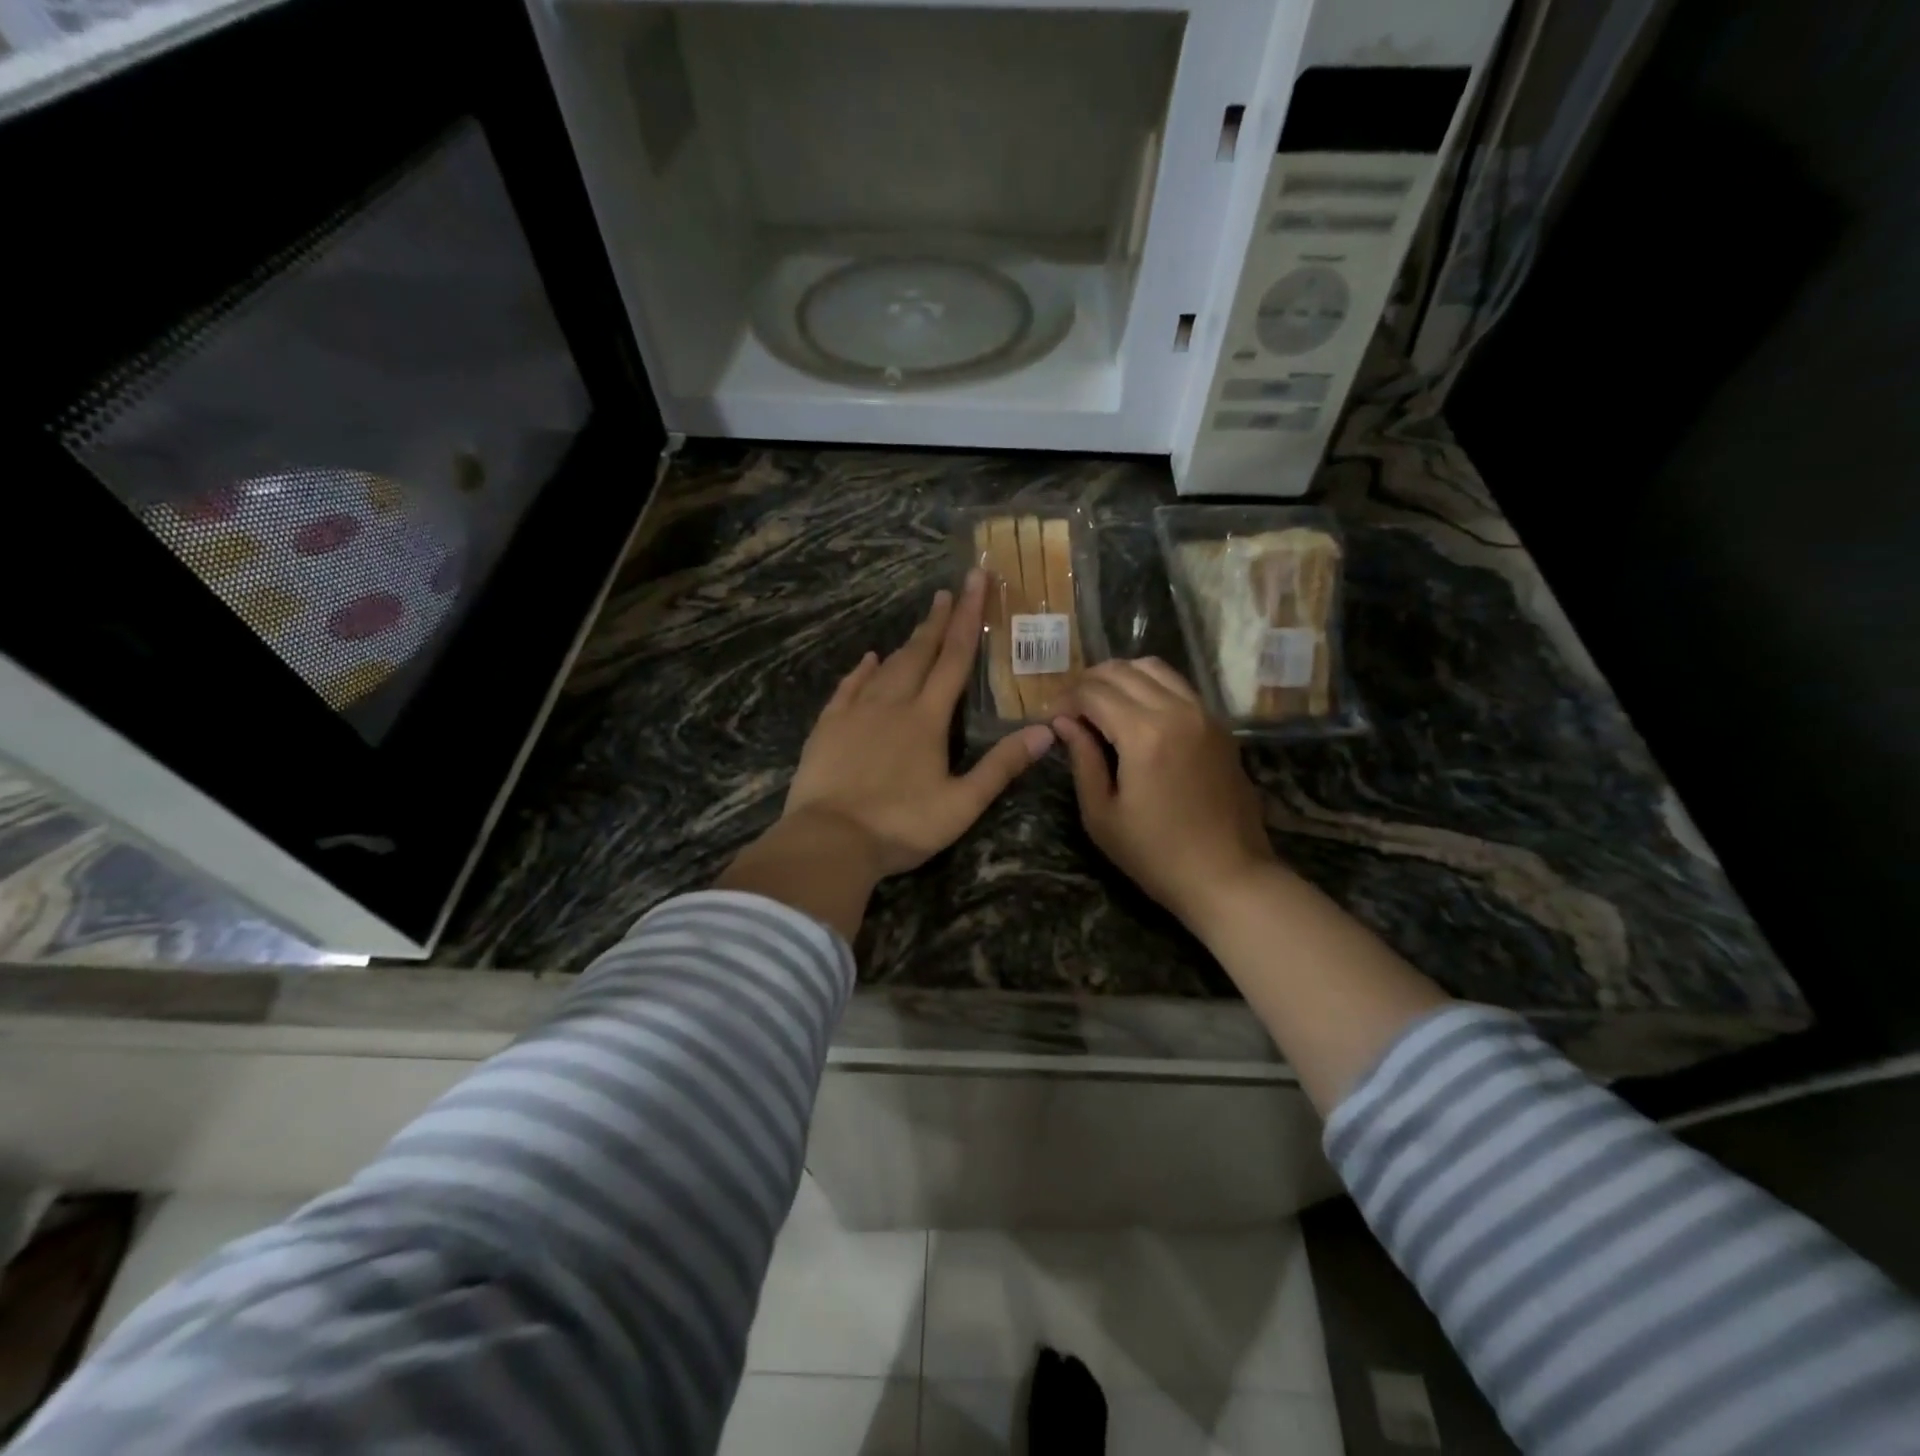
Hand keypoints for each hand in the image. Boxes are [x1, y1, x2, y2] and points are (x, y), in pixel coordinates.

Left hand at [783, 569, 1055, 877]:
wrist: (830, 840)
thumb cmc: (901, 825)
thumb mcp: (962, 804)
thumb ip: (1002, 766)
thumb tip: (1046, 731)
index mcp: (928, 719)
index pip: (954, 659)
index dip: (968, 618)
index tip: (975, 581)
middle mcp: (893, 704)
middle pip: (919, 653)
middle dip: (938, 620)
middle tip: (949, 590)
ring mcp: (856, 713)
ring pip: (886, 667)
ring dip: (906, 643)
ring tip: (921, 623)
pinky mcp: (829, 727)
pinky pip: (848, 687)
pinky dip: (862, 670)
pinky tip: (868, 659)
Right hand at [1054, 659, 1276, 926]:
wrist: (1228, 876)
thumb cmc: (1155, 855)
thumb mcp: (1102, 814)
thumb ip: (1082, 759)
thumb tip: (1063, 722)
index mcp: (1144, 733)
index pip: (1092, 692)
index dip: (1064, 700)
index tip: (1050, 720)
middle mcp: (1177, 710)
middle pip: (1122, 670)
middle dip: (1088, 683)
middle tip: (1070, 710)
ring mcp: (1204, 714)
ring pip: (1153, 667)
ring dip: (1120, 678)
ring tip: (1101, 705)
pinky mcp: (1219, 725)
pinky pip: (1178, 686)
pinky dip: (1149, 687)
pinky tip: (1136, 715)